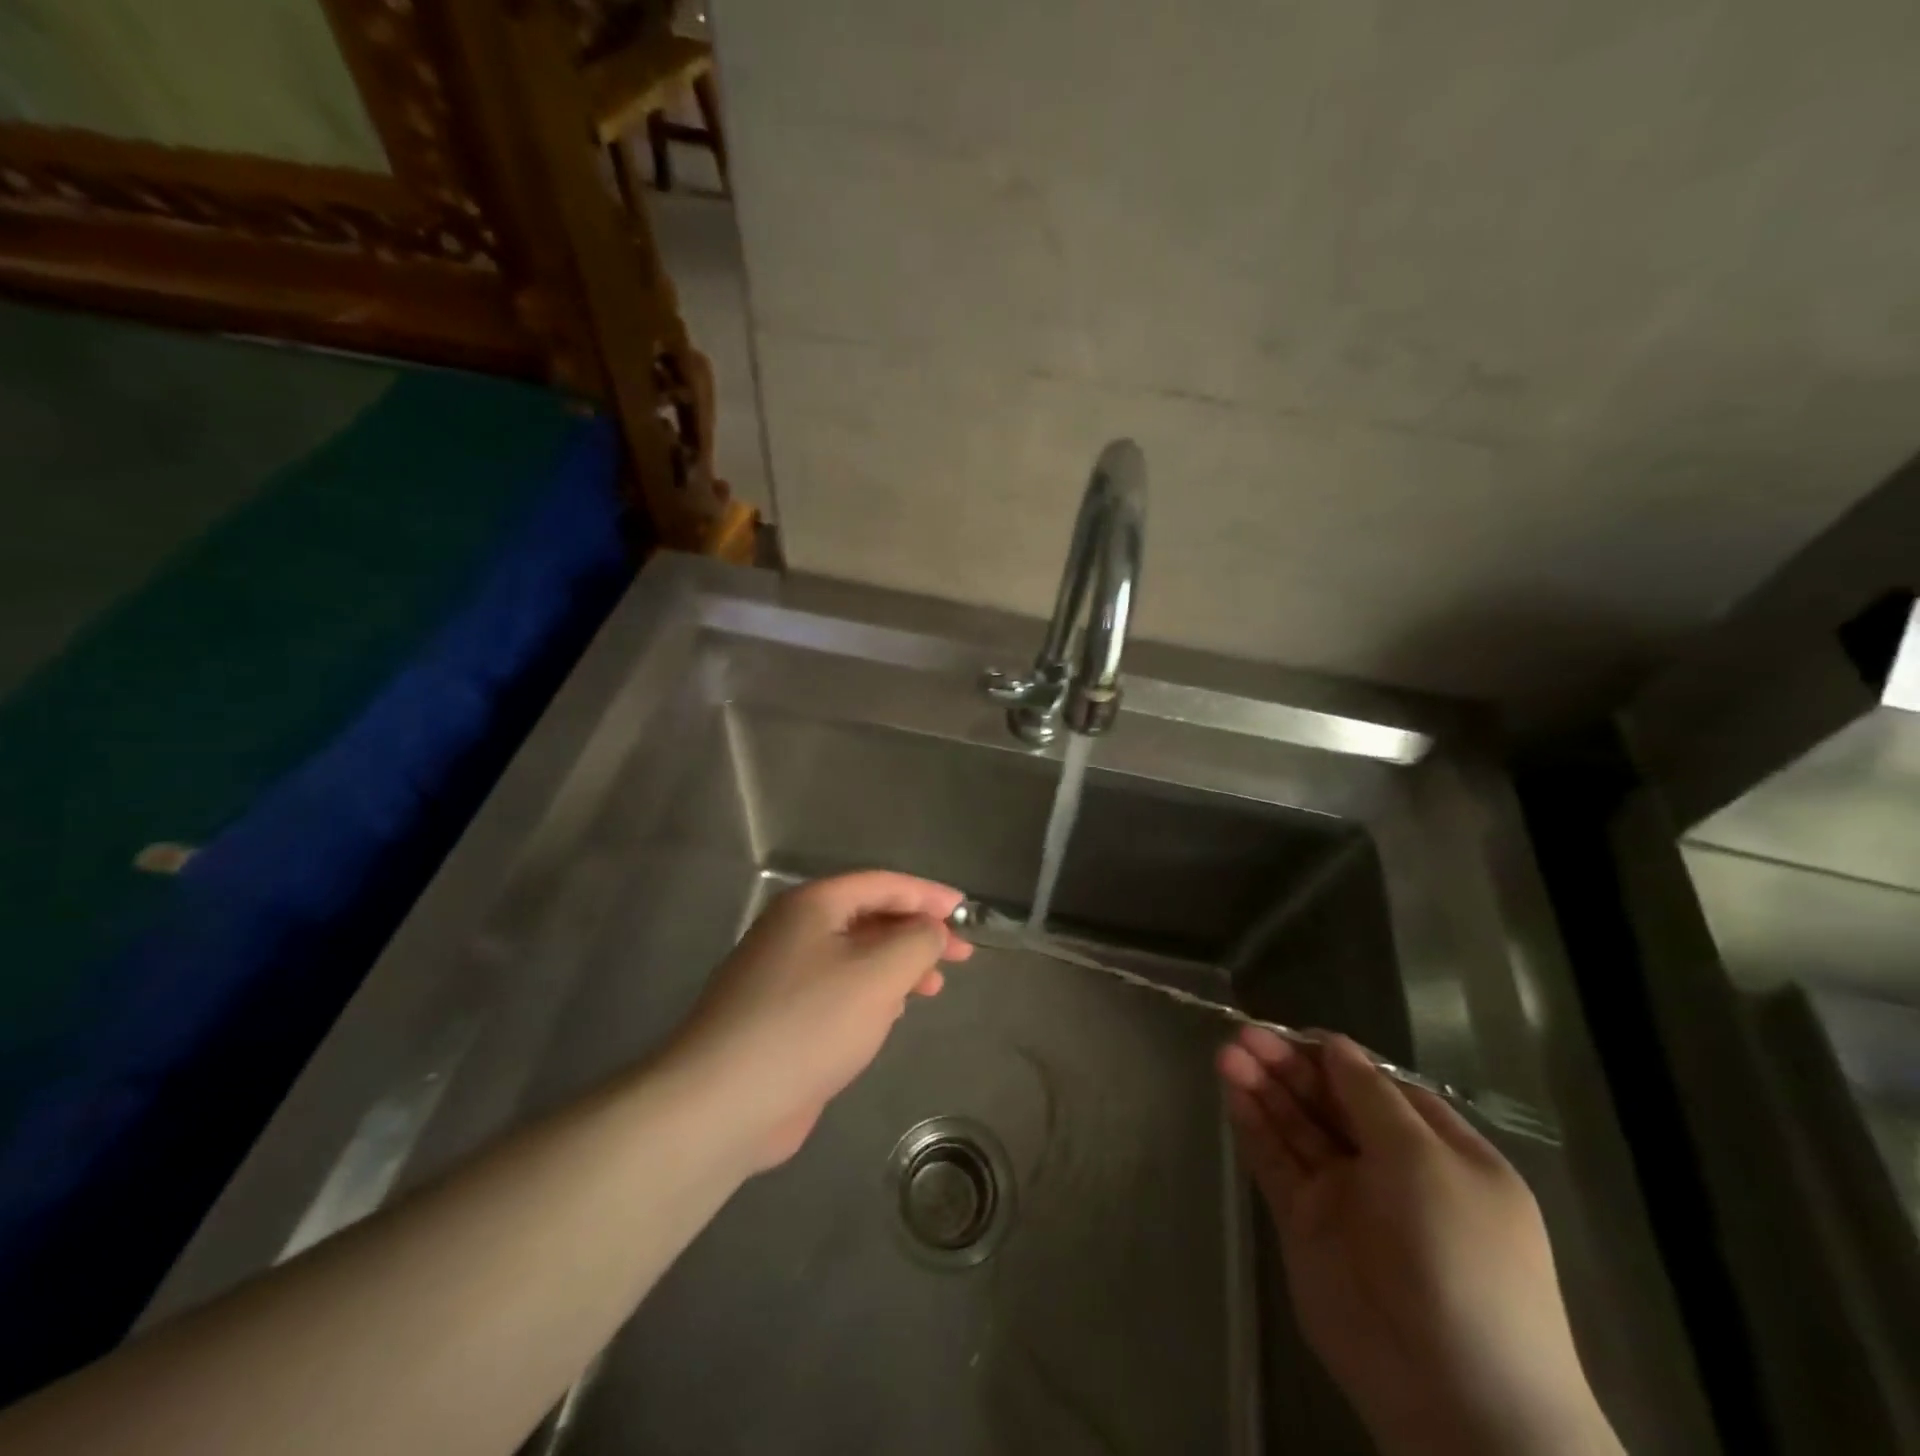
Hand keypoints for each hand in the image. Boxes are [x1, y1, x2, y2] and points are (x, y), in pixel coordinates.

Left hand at [666, 872, 972, 1169]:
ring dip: (897, 966)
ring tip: (933, 987)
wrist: (724, 1101)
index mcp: (813, 905)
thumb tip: (932, 929)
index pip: (883, 884)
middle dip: (917, 933)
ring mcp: (783, 974)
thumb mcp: (878, 973)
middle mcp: (795, 930)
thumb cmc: (809, 1023)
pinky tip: (891, 1015)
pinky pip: (837, 990)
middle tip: (961, 954)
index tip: (966, 913)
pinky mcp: (781, 1016)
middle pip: (870, 917)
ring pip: (855, 956)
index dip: (929, 895)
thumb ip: (916, 941)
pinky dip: (871, 994)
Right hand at [1217, 1028, 1621, 1455]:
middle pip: (1329, 1101)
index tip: (1292, 1032)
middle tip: (1244, 1037)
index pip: (1376, 1085)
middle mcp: (1390, 1168)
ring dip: (1264, 1088)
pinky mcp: (1305, 1223)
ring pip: (1296, 1127)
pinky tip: (1231, 1091)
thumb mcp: (1426, 1160)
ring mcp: (1345, 1197)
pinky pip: (1275, 1163)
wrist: (1454, 1394)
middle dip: (1288, 1066)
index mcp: (1438, 1150)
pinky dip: (1253, 1126)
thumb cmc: (1459, 1255)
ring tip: (1227, 1054)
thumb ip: (1370, 1097)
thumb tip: (1334, 1045)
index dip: (1333, 1056)